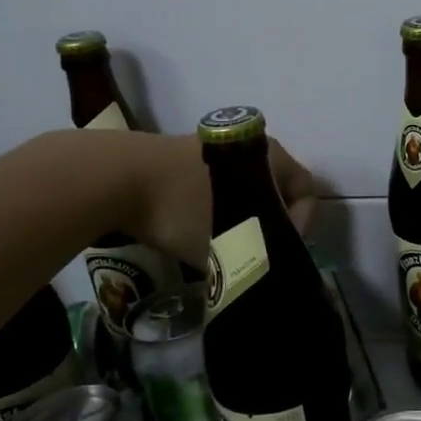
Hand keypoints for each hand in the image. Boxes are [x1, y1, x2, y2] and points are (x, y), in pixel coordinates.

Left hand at [120, 133, 316, 264]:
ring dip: (240, 217)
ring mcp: (213, 147)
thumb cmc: (184, 209)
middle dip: (270, 223)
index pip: (306, 191)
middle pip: (276, 188)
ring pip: (243, 188)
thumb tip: (261, 276)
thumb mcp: (228, 245)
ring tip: (223, 247)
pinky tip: (193, 231)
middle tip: (256, 253)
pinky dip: (214, 208)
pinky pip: (214, 185)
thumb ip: (255, 260)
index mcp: (271, 156)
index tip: (279, 252)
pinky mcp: (182, 155)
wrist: (114, 177)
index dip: (302, 226)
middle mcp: (248, 145)